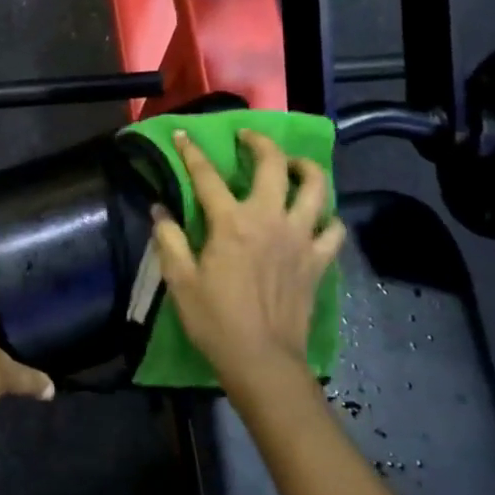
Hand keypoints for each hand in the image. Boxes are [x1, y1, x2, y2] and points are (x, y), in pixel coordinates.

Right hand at [151, 130, 345, 398]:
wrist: (262, 361)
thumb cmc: (215, 321)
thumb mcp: (180, 281)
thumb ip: (169, 239)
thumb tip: (160, 208)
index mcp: (231, 223)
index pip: (207, 176)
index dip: (192, 152)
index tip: (183, 134)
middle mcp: (270, 219)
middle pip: (273, 164)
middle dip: (260, 142)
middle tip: (248, 138)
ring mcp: (301, 237)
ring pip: (315, 187)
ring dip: (304, 168)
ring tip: (292, 166)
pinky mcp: (319, 259)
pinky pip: (334, 228)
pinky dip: (328, 217)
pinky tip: (316, 216)